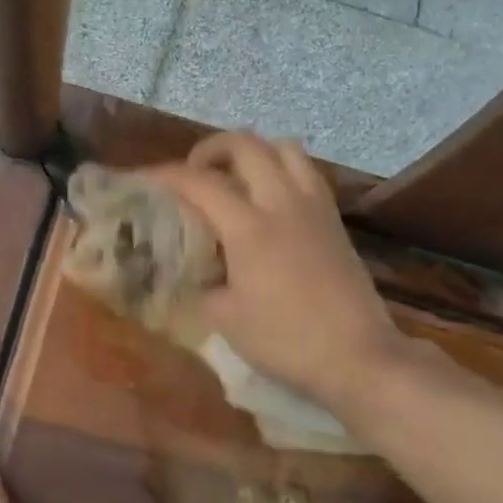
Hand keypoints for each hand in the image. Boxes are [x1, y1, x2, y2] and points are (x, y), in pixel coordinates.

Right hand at [154, 132, 419, 420]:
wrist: (359, 357)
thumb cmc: (287, 341)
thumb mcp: (226, 319)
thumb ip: (200, 285)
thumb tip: (187, 270)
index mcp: (249, 228)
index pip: (198, 182)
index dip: (165, 175)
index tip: (144, 180)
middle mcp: (281, 203)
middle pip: (245, 145)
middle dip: (210, 149)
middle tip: (194, 172)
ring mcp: (313, 206)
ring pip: (283, 147)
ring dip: (253, 151)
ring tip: (235, 176)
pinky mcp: (334, 218)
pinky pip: (306, 171)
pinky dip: (281, 168)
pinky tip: (269, 198)